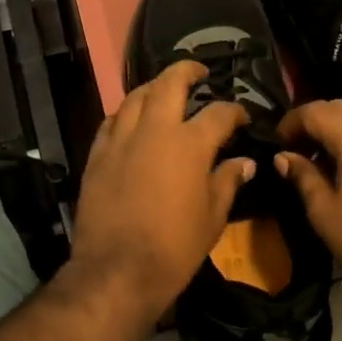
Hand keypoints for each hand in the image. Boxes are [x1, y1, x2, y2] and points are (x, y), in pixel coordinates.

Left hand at [68, 62, 254, 323]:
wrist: (116, 270)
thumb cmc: (174, 247)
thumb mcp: (212, 217)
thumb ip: (227, 182)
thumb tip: (245, 163)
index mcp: (190, 143)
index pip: (219, 113)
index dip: (234, 111)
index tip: (242, 118)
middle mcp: (154, 130)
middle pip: (170, 83)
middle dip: (187, 70)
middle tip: (199, 72)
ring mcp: (121, 139)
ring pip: (136, 96)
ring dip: (153, 87)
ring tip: (164, 90)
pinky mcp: (97, 155)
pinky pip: (111, 121)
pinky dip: (126, 114)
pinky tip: (131, 119)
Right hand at [275, 100, 341, 325]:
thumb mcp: (324, 212)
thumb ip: (302, 176)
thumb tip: (283, 156)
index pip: (315, 111)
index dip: (290, 122)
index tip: (276, 143)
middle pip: (340, 107)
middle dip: (313, 120)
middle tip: (295, 148)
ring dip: (336, 130)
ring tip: (319, 160)